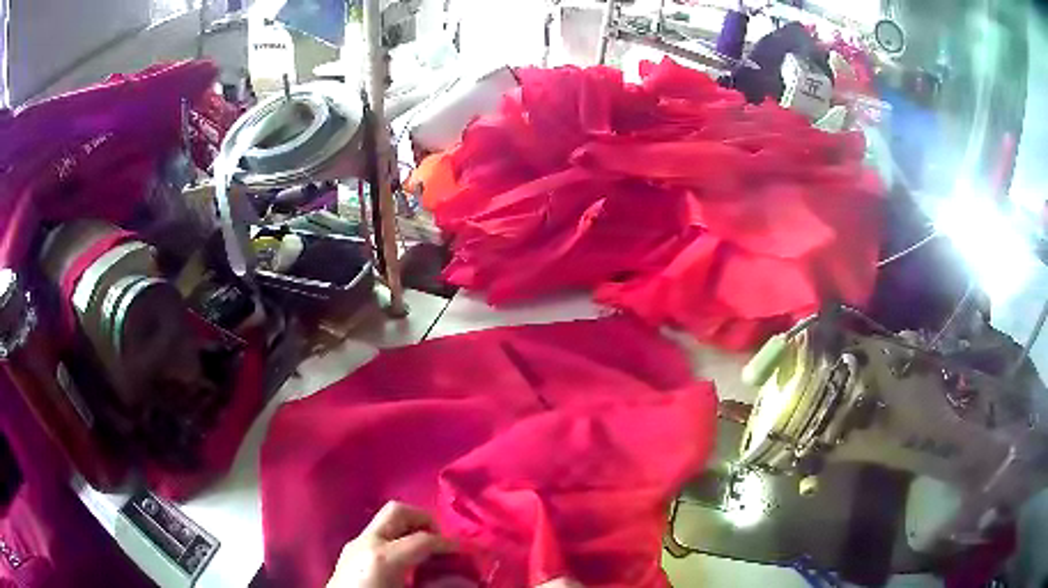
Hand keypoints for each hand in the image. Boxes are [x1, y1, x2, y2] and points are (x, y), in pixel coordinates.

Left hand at [327, 501, 454, 587]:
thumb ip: (437, 587)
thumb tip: (467, 581)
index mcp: (384, 556)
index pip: (424, 539)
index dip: (449, 544)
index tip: (466, 552)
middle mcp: (366, 542)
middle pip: (398, 511)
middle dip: (424, 520)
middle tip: (442, 541)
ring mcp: (354, 544)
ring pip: (385, 521)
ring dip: (409, 529)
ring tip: (426, 552)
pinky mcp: (349, 552)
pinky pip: (377, 535)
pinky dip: (396, 539)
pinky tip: (405, 561)